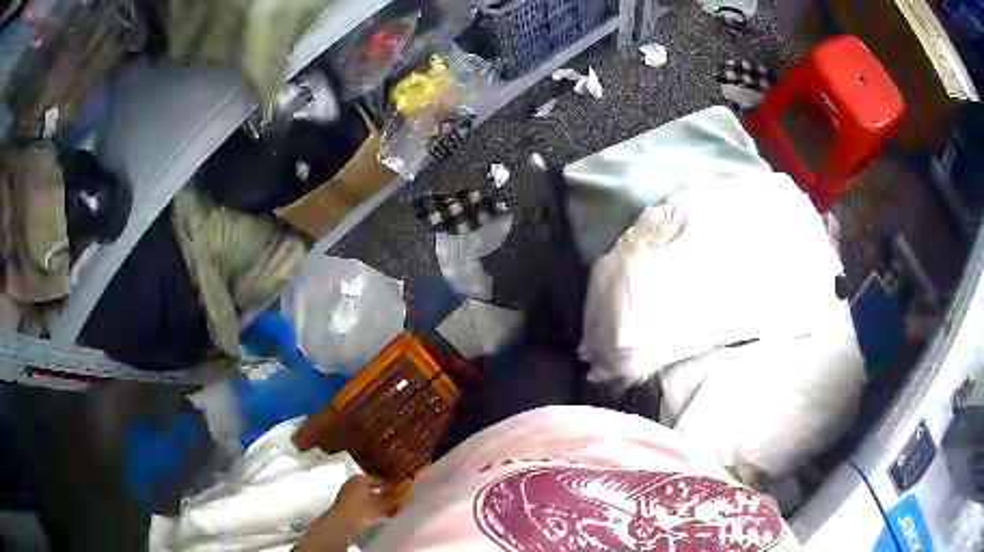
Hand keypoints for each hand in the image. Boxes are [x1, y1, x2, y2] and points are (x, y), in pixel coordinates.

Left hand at [296, 475, 389, 551]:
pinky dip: (366, 506)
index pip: (377, 480)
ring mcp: (345, 492)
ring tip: (384, 510)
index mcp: (360, 478)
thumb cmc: (362, 510)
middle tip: (391, 501)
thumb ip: (391, 497)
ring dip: (373, 501)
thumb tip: (399, 492)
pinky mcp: (342, 504)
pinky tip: (373, 514)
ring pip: (363, 495)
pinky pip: (358, 502)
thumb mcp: (381, 504)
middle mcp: (351, 482)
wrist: (343, 522)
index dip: (387, 486)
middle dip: (380, 493)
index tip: (397, 491)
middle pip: (369, 487)